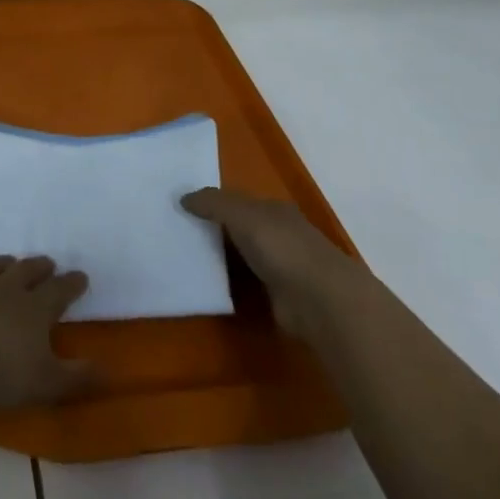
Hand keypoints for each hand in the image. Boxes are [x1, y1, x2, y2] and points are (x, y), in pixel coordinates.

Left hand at [0, 255, 95, 411]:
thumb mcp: (46, 384)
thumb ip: (78, 378)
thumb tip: (111, 371)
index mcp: (34, 309)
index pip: (59, 291)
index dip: (72, 284)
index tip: (81, 276)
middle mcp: (5, 289)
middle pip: (27, 271)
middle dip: (40, 267)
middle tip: (48, 263)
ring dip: (4, 263)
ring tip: (9, 262)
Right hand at [182, 187, 358, 335]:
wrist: (320, 300)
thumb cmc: (282, 247)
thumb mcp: (241, 214)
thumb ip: (212, 203)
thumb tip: (182, 197)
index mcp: (274, 210)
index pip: (240, 202)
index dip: (214, 203)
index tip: (185, 210)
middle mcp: (280, 235)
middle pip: (241, 229)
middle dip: (216, 231)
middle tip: (179, 234)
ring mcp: (282, 267)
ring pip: (243, 257)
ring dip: (222, 259)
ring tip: (186, 260)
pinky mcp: (280, 297)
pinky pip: (247, 284)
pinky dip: (231, 284)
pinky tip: (209, 285)